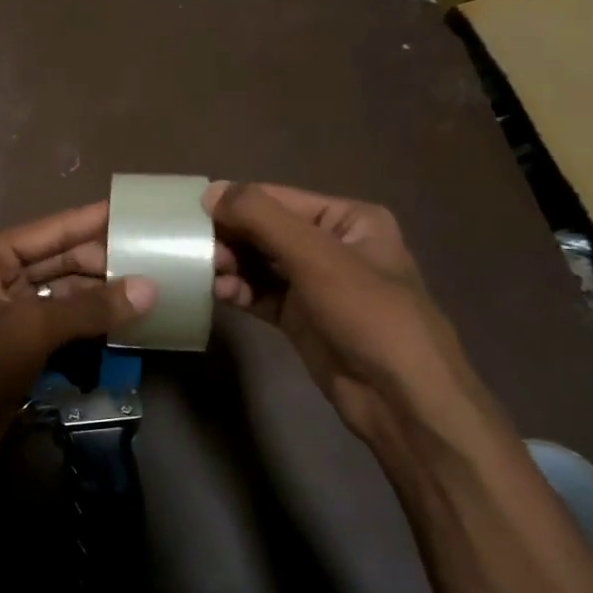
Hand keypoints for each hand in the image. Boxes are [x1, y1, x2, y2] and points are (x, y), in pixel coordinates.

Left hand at [0, 203, 155, 475]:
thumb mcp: (32, 329)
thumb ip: (91, 307)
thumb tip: (150, 288)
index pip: (50, 230)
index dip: (91, 220)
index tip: (133, 210)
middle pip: (59, 259)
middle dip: (102, 260)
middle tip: (154, 255)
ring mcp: (8, 310)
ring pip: (63, 291)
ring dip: (100, 292)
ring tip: (150, 284)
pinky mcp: (20, 341)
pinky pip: (62, 320)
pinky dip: (90, 320)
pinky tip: (125, 318)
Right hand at [206, 182, 495, 444]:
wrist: (402, 399)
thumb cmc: (367, 314)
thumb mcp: (316, 256)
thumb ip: (262, 218)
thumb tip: (210, 192)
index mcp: (348, 219)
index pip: (278, 199)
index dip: (235, 202)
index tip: (190, 212)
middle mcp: (331, 245)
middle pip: (266, 230)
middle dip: (231, 237)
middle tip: (196, 249)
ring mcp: (315, 284)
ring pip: (260, 263)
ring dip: (232, 265)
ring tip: (208, 272)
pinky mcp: (300, 318)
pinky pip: (261, 294)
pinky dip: (240, 291)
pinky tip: (221, 294)